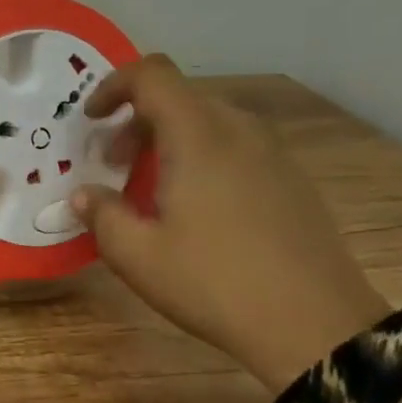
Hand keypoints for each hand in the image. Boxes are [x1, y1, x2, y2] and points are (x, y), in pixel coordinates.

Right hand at [71, 55, 388, 389]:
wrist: (318, 327)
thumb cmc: (215, 282)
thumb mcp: (137, 255)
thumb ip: (101, 214)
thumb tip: (84, 194)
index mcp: (197, 135)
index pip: (152, 75)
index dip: (113, 86)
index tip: (91, 120)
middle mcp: (238, 130)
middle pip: (179, 97)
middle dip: (136, 122)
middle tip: (113, 166)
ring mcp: (272, 154)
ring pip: (209, 122)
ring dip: (169, 141)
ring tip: (151, 189)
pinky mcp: (292, 181)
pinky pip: (236, 147)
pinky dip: (202, 157)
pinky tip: (197, 210)